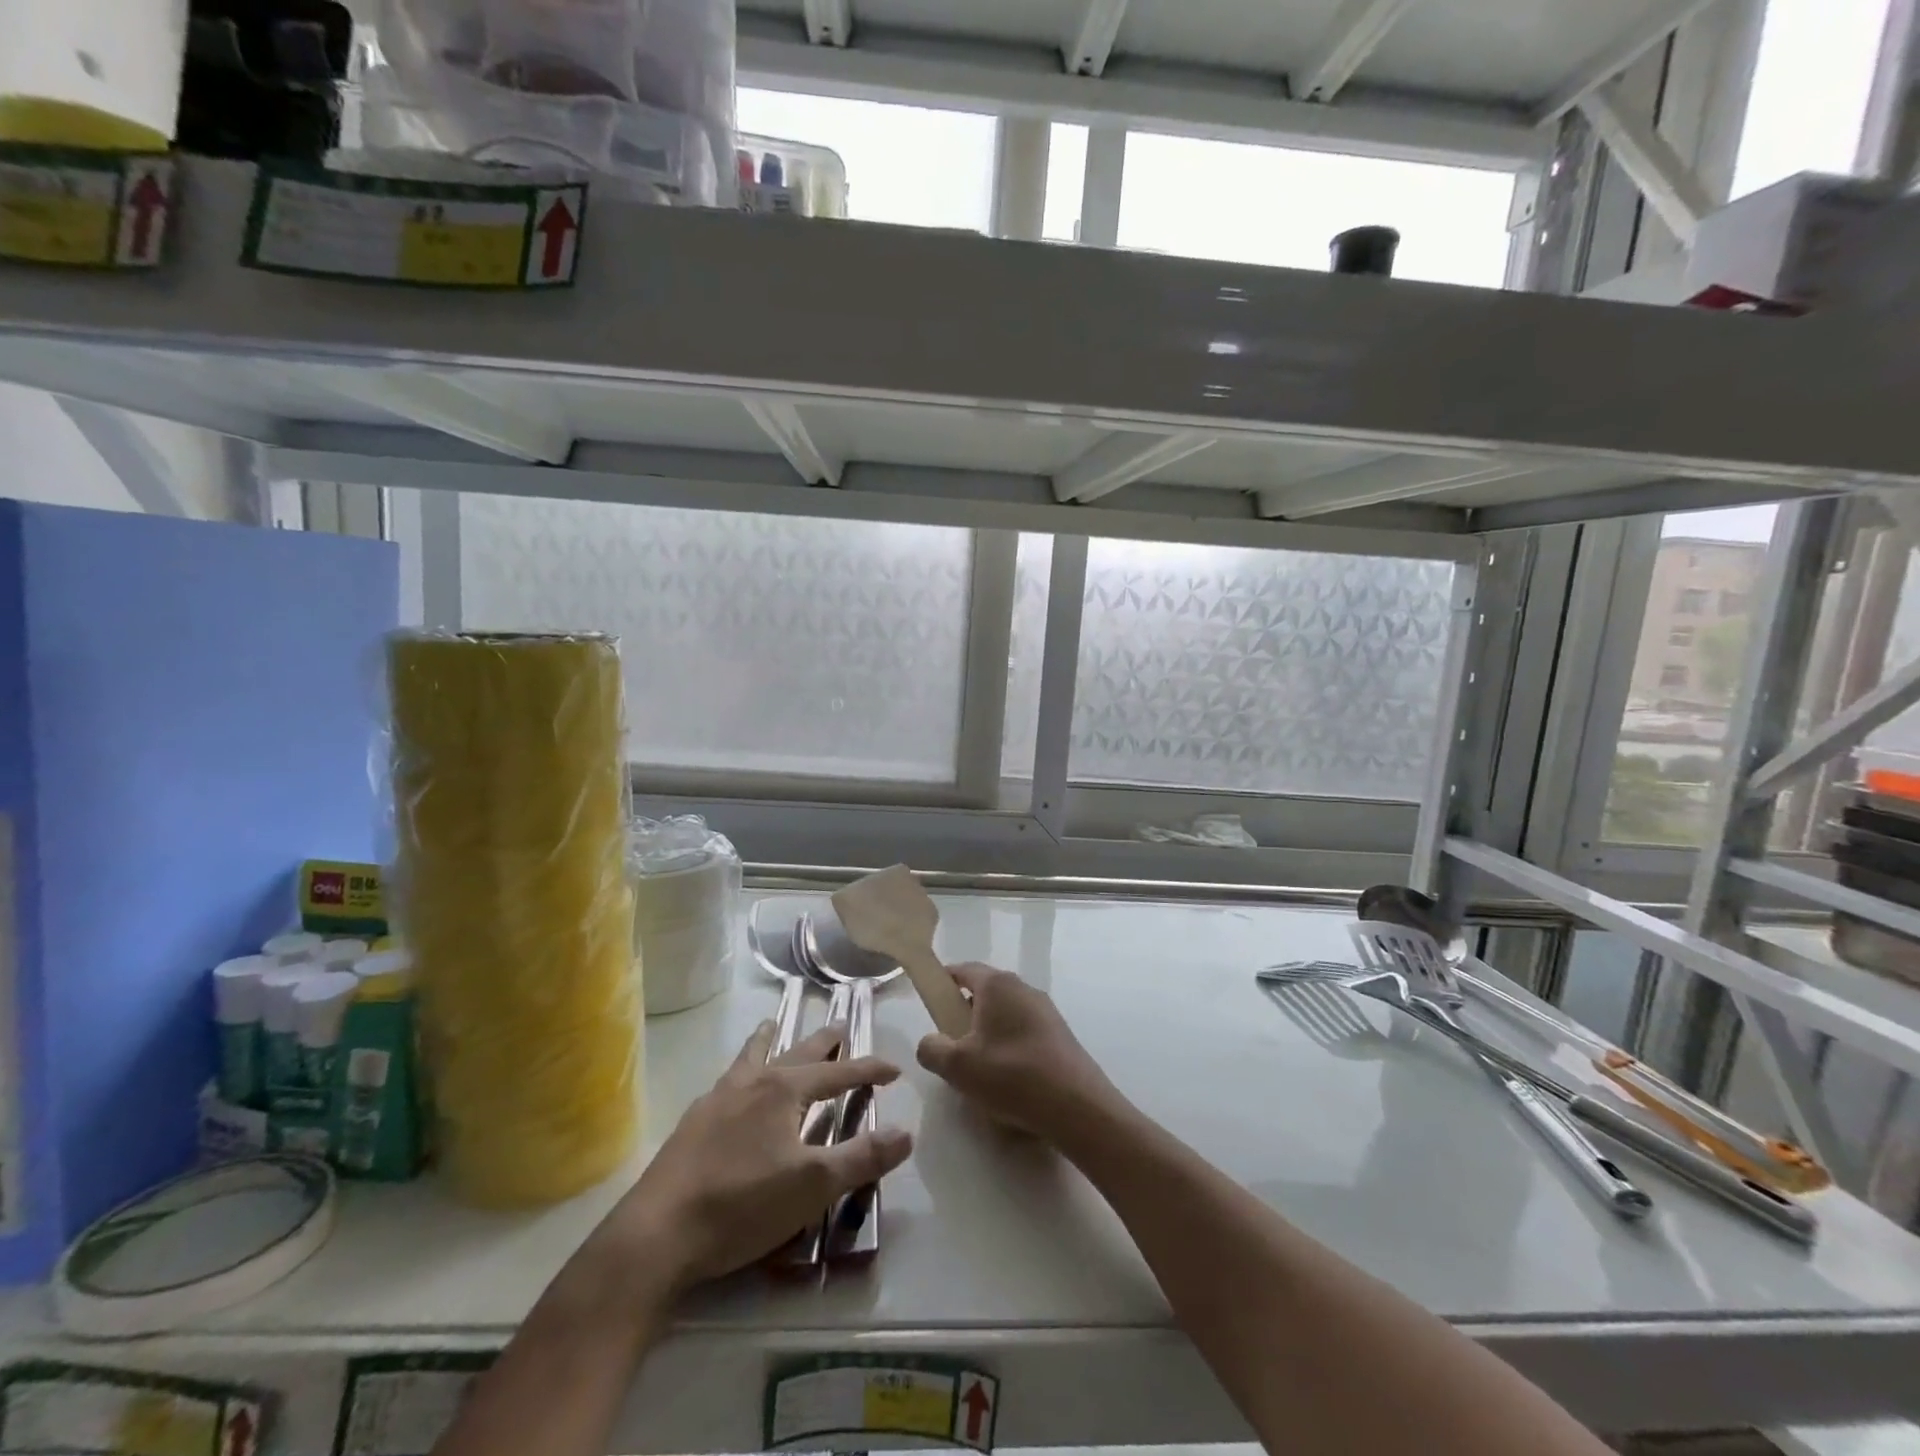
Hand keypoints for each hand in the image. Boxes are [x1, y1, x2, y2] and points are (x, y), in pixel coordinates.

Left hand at [581, 1024, 913, 1298]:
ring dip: (769, 1039)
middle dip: (823, 1039)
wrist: (658, 1234)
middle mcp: (752, 1082)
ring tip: (772, 1024)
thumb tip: (907, 1132)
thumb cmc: (742, 1204)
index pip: (838, 1071)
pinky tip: (734, 1083)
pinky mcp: (693, 1123)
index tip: (895, 1069)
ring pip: (752, 1056)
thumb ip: (862, 1157)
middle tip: (840, 1023)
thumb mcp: (813, 1185)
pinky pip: (727, 1079)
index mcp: (784, 1089)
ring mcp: (718, 1099)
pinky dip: (741, 1068)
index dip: (869, 1069)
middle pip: (796, 1051)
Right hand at [916, 964, 1119, 1142]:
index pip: (963, 970)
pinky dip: (1010, 1046)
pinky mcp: (1059, 1034)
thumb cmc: (1011, 1075)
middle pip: (985, 992)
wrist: (1077, 1105)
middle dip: (965, 1013)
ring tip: (979, 1068)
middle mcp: (1023, 988)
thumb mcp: (957, 1066)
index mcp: (997, 985)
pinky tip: (1008, 1079)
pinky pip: (1024, 1031)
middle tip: (951, 1044)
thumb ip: (932, 1049)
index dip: (943, 982)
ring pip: (1005, 1013)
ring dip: (988, 1033)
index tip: (931, 1003)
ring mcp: (1045, 1010)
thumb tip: (931, 1042)